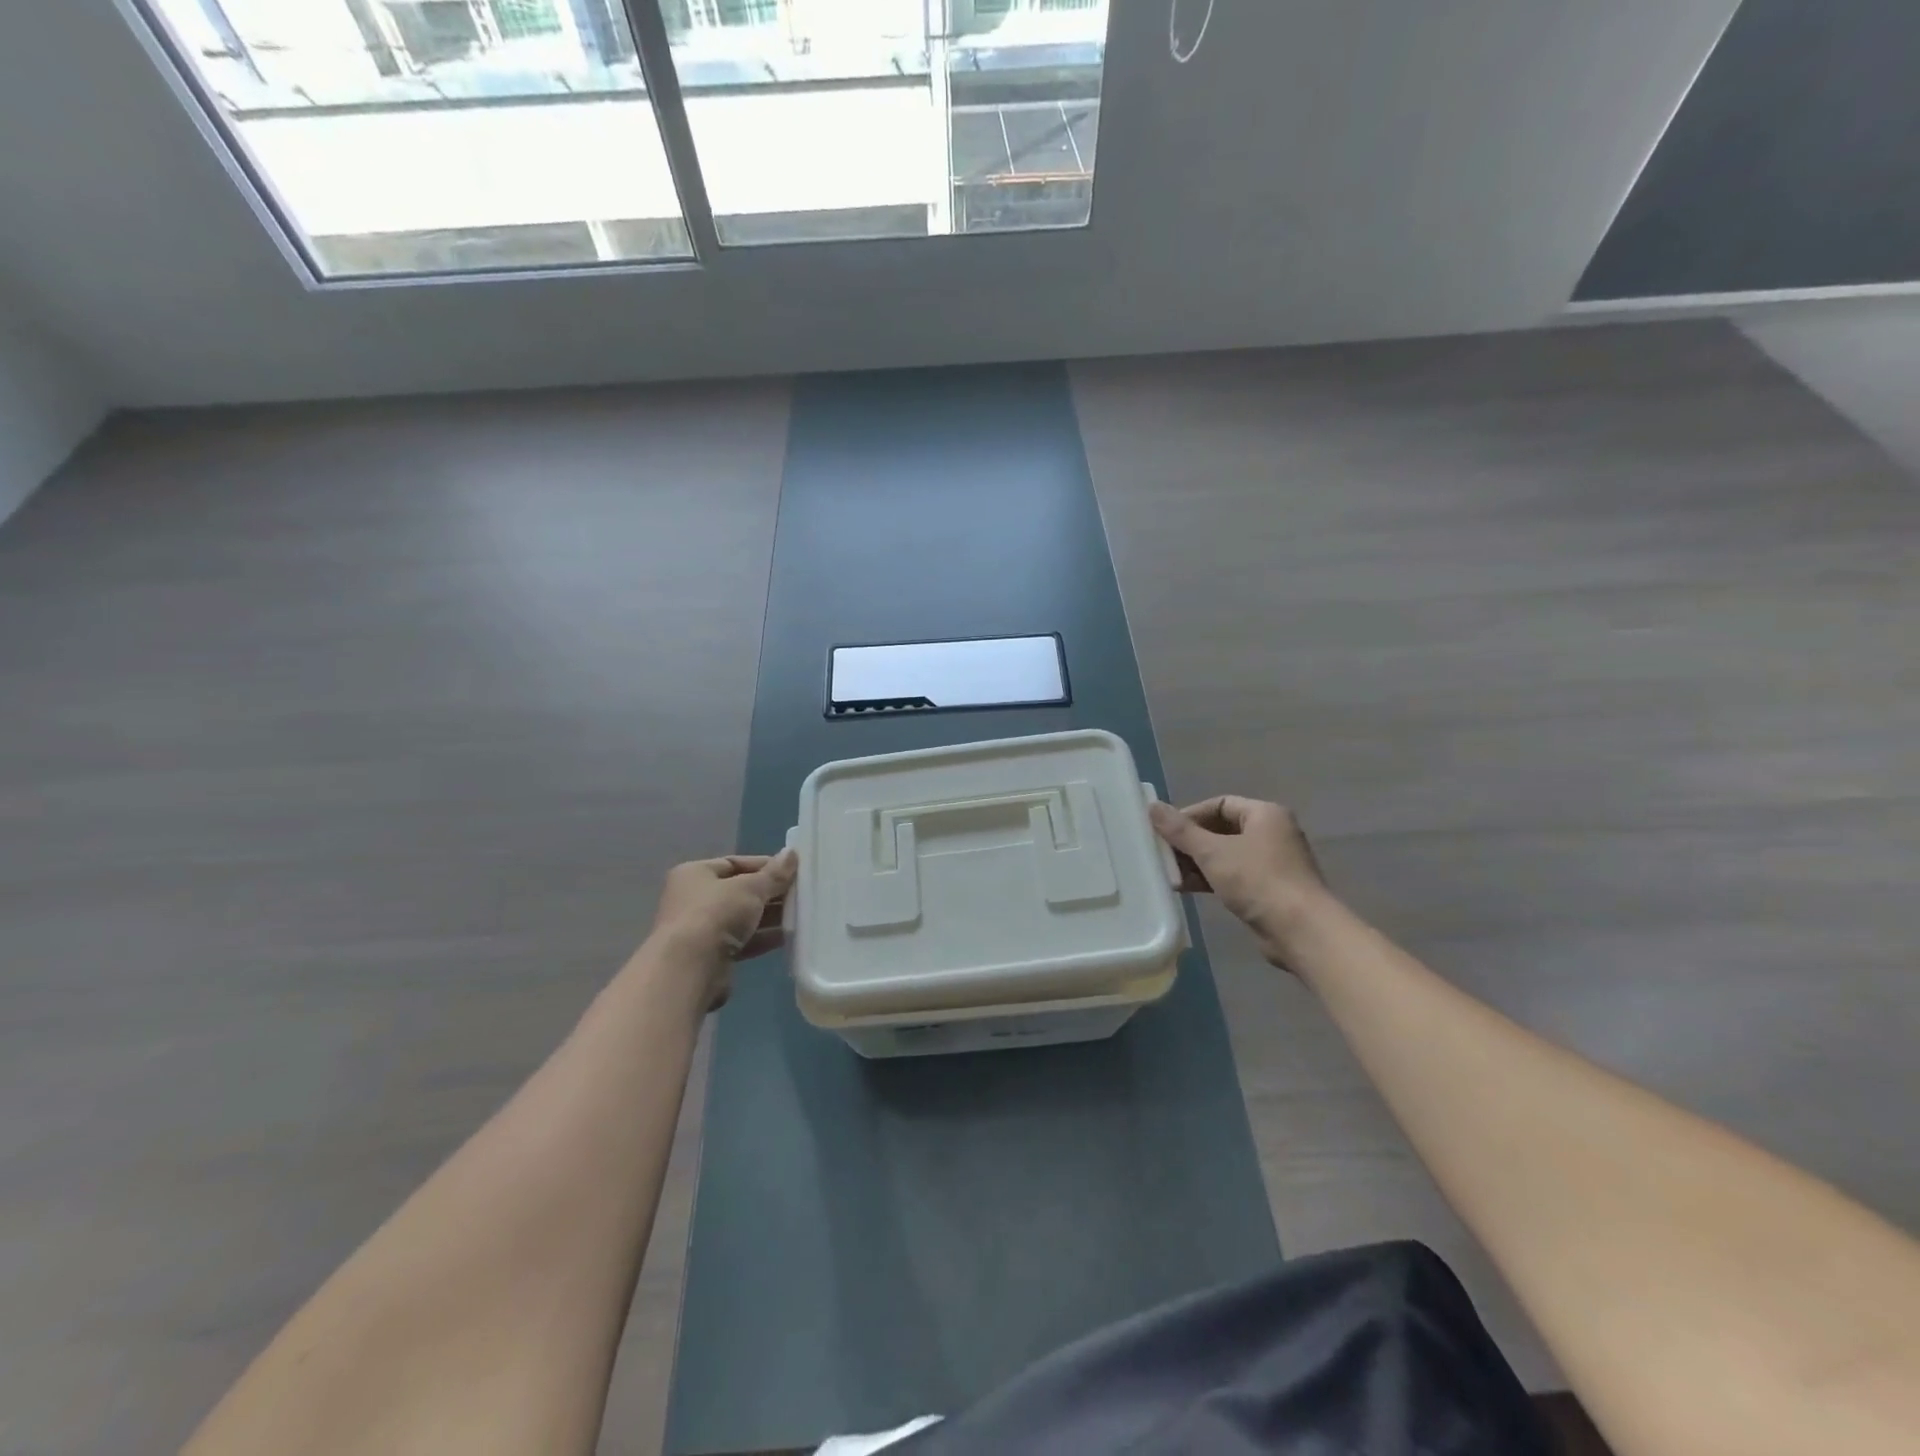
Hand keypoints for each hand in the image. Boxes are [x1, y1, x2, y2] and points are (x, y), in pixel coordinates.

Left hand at [645, 849, 797, 1008]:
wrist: (690, 969)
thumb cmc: (716, 914)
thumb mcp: (750, 888)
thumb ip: (774, 874)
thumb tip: (792, 853)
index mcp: (695, 874)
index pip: (734, 863)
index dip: (764, 865)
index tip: (792, 870)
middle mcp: (693, 899)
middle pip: (739, 891)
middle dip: (769, 892)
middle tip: (800, 893)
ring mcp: (701, 929)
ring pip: (742, 917)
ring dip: (769, 916)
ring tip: (800, 913)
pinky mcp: (711, 956)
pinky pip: (743, 941)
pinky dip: (762, 938)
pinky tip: (788, 936)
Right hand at [1149, 797, 1330, 969]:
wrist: (1301, 931)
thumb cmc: (1258, 881)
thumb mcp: (1212, 852)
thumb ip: (1180, 830)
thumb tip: (1152, 806)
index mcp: (1265, 814)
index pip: (1219, 804)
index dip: (1190, 815)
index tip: (1165, 831)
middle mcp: (1272, 833)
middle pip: (1221, 829)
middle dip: (1190, 842)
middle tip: (1163, 854)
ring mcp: (1272, 863)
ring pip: (1226, 855)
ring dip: (1197, 863)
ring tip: (1170, 875)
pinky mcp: (1269, 889)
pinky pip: (1234, 876)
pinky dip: (1211, 879)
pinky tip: (1187, 889)